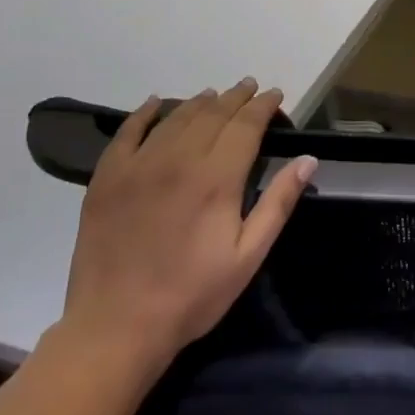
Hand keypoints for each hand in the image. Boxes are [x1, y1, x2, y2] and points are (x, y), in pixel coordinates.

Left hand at [58, 79, 315, 362]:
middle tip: (250, 87)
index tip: (276, 94)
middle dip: (235, 97)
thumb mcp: (248, 256)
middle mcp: (178, 159)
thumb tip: (308, 159)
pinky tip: (156, 102)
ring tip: (215, 94)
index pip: (245, 125)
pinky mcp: (107, 178)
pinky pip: (127, 131)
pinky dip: (145, 112)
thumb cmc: (192, 295)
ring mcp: (138, 165)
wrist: (116, 326)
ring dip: (200, 102)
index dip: (263, 106)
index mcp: (216, 178)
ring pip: (175, 117)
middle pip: (212, 114)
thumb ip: (278, 203)